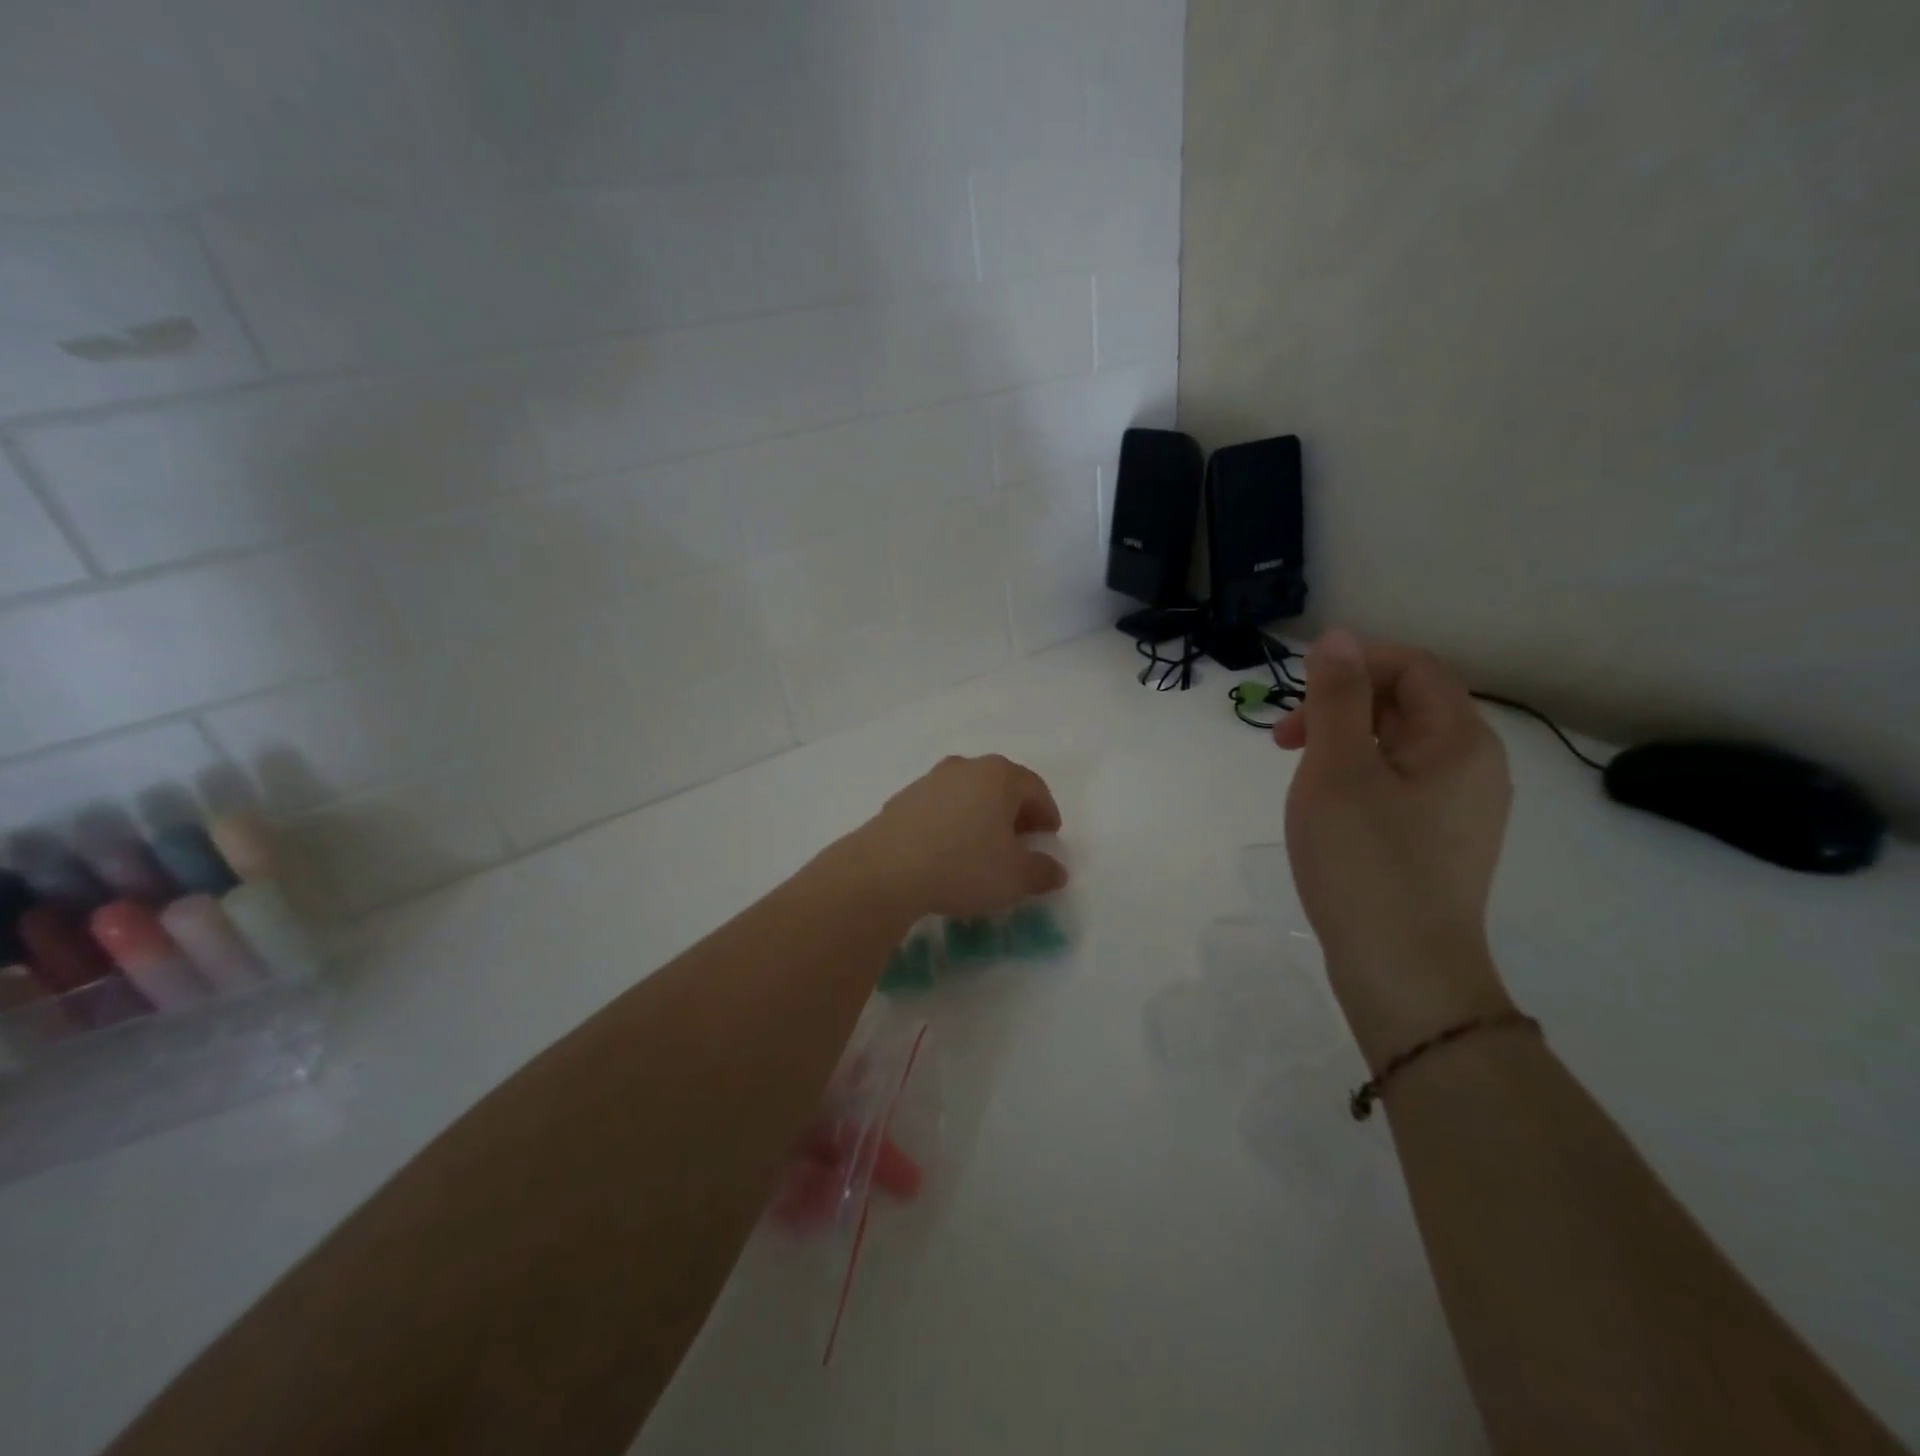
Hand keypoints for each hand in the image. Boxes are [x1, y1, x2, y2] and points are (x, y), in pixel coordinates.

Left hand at [851, 755, 1067, 919]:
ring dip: (981, 815)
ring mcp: (930, 780)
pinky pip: (940, 807)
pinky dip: (951, 822)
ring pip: (968, 794)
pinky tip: (947, 851)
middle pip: (1001, 785)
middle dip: (1014, 812)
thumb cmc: (963, 866)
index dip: (1047, 813)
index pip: (1035, 789)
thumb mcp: (1014, 877)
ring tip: (983, 847)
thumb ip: (1042, 871)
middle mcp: (965, 767)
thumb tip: (1056, 870)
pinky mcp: (902, 798)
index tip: (1049, 837)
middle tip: (1020, 841)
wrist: (886, 870)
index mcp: (999, 776)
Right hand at [1273, 630, 1514, 1064]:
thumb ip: (1336, 699)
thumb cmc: (1365, 862)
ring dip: (1343, 744)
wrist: (1403, 972)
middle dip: (1341, 708)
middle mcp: (1474, 766)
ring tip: (1301, 779)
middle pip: (1407, 705)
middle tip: (1284, 743)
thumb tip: (1337, 638)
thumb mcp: (1337, 770)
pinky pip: (1399, 785)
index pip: (1413, 667)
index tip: (1297, 698)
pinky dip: (1358, 779)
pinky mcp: (1440, 842)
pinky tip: (1327, 811)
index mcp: (1460, 740)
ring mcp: (1461, 809)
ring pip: (1397, 747)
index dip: (1354, 665)